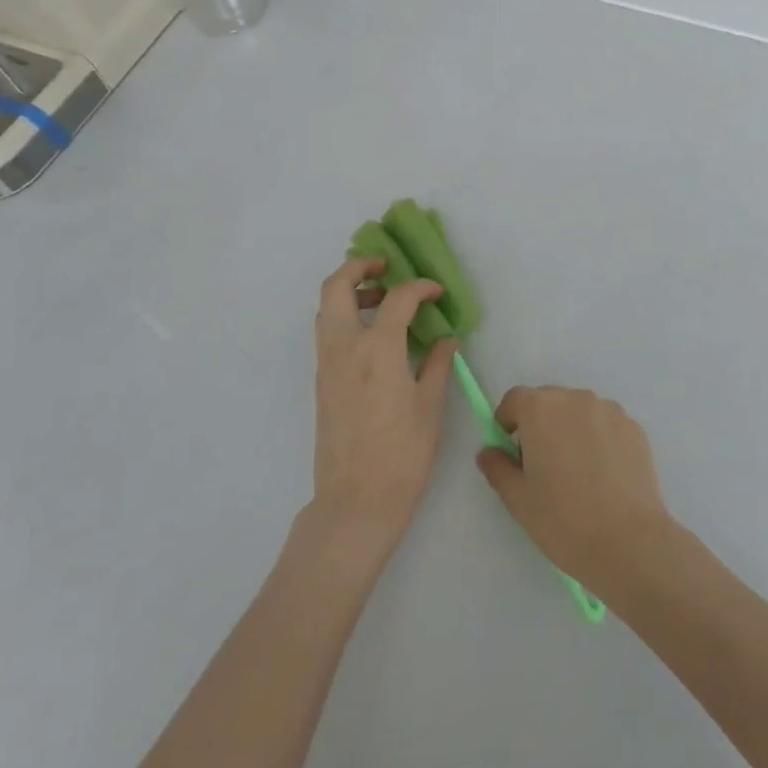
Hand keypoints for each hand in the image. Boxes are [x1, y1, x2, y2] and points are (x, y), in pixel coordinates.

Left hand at [311, 257, 456, 542]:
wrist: (356, 501)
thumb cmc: (403, 454)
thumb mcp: (431, 406)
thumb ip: (439, 363)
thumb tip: (446, 338)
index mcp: (378, 349)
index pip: (398, 298)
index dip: (421, 287)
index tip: (437, 292)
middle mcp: (345, 347)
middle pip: (337, 286)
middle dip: (359, 267)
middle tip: (385, 267)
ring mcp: (327, 364)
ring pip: (326, 308)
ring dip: (350, 291)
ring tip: (382, 300)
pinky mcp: (321, 381)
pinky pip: (327, 332)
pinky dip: (345, 316)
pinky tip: (374, 335)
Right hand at [475, 387, 676, 597]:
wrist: (629, 542)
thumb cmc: (563, 520)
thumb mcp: (518, 500)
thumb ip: (498, 468)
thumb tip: (490, 452)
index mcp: (541, 408)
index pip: (515, 400)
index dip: (508, 422)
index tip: (511, 453)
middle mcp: (576, 398)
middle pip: (548, 402)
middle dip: (540, 426)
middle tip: (542, 468)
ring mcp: (610, 411)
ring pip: (579, 413)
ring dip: (571, 431)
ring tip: (577, 474)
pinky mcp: (635, 428)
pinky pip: (606, 426)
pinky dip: (599, 441)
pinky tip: (604, 477)